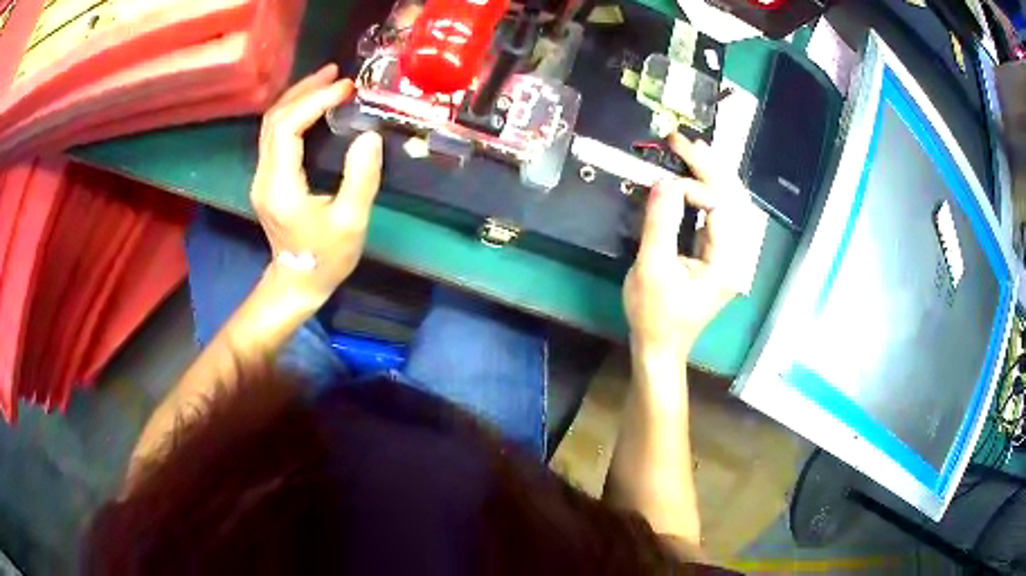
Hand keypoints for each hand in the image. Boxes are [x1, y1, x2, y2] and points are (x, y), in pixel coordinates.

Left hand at [251, 64, 382, 304]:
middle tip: (337, 74)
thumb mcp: (351, 222)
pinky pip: (275, 135)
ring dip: (297, 98)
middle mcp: (264, 176)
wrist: (297, 283)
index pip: (288, 127)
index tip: (346, 89)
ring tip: (326, 81)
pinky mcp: (267, 178)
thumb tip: (369, 135)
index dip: (315, 101)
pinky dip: (294, 113)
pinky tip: (313, 105)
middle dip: (305, 90)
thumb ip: (361, 178)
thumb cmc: (326, 258)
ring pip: (271, 124)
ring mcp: (262, 177)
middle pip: (274, 119)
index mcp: (281, 186)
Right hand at [624, 133, 759, 356]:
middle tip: (680, 139)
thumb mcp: (651, 269)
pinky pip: (721, 213)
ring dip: (711, 173)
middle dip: (709, 165)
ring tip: (689, 148)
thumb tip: (664, 181)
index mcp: (728, 261)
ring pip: (731, 202)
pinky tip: (694, 175)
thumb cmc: (654, 315)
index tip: (663, 183)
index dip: (695, 186)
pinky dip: (708, 189)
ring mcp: (731, 253)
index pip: (723, 206)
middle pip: (734, 197)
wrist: (660, 347)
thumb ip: (660, 223)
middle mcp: (738, 254)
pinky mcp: (720, 253)